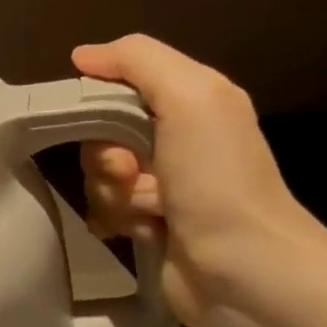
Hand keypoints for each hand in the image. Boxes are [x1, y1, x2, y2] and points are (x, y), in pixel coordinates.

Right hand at [72, 35, 322, 326]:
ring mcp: (160, 186)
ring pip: (98, 176)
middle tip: (129, 173)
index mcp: (191, 102)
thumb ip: (138, 61)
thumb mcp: (191, 97)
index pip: (119, 85)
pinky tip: (144, 232)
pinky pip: (103, 210)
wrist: (244, 271)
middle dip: (104, 156)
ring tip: (148, 212)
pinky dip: (116, 220)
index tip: (98, 121)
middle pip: (101, 134)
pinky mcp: (147, 225)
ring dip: (112, 194)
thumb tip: (82, 56)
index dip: (99, 102)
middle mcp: (175, 140)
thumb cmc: (218, 179)